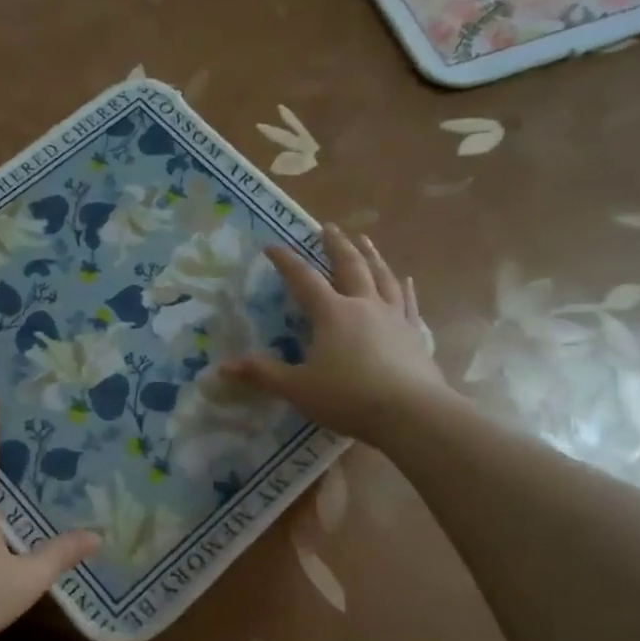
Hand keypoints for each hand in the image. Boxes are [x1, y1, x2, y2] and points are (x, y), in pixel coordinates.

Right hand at [221, 224, 448, 438]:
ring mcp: (394, 317)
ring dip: (371, 255)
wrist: (411, 413)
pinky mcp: (415, 334)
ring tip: (364, 240)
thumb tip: (224, 366)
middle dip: (336, 245)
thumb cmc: (348, 397)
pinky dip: (403, 288)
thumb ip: (262, 374)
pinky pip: (408, 302)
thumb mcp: (297, 388)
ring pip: (382, 276)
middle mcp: (363, 305)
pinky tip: (405, 280)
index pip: (304, 279)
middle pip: (350, 266)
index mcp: (332, 313)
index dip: (286, 261)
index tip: (272, 246)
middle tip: (328, 227)